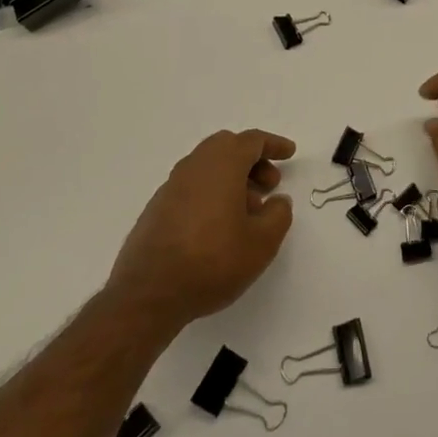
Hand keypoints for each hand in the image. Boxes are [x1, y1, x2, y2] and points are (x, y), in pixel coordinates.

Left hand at [105, 129, 295, 332]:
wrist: (148, 295)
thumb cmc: (212, 261)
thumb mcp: (262, 243)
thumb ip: (278, 215)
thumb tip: (277, 201)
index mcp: (221, 165)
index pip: (251, 141)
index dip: (273, 144)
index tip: (289, 153)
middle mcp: (194, 167)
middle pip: (227, 147)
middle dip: (252, 161)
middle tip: (269, 184)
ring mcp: (171, 187)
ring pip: (208, 167)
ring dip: (232, 179)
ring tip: (248, 212)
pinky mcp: (156, 209)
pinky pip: (192, 187)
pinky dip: (212, 193)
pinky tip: (219, 226)